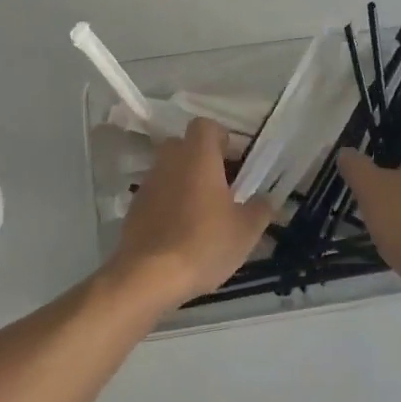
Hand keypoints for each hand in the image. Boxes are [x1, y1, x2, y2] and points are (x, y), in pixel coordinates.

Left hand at [108, 118, 273, 312]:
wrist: (148, 276)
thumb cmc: (204, 243)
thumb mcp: (246, 230)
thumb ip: (260, 208)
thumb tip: (266, 199)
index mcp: (197, 156)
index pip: (205, 125)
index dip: (221, 138)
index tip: (234, 162)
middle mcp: (169, 161)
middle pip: (185, 146)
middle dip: (203, 160)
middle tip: (222, 187)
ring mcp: (148, 184)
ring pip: (170, 170)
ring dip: (185, 183)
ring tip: (203, 214)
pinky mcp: (134, 208)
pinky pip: (157, 195)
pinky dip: (169, 204)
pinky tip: (182, 233)